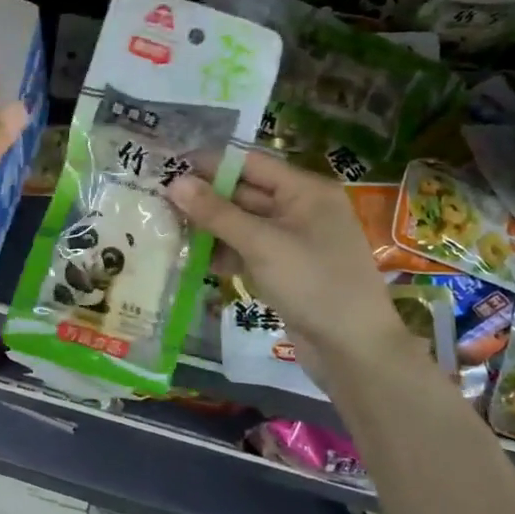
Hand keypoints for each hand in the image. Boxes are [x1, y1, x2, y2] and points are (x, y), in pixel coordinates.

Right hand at [166, 151, 427, 387]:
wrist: (354, 350)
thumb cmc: (313, 284)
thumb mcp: (261, 244)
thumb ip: (216, 212)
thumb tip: (174, 182)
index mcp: (305, 190)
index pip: (250, 163)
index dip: (210, 164)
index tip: (169, 167)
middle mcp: (301, 208)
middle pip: (245, 192)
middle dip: (206, 198)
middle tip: (160, 201)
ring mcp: (294, 241)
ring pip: (244, 224)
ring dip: (211, 227)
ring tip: (170, 229)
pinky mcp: (286, 269)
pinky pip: (250, 250)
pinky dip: (226, 252)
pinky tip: (198, 260)